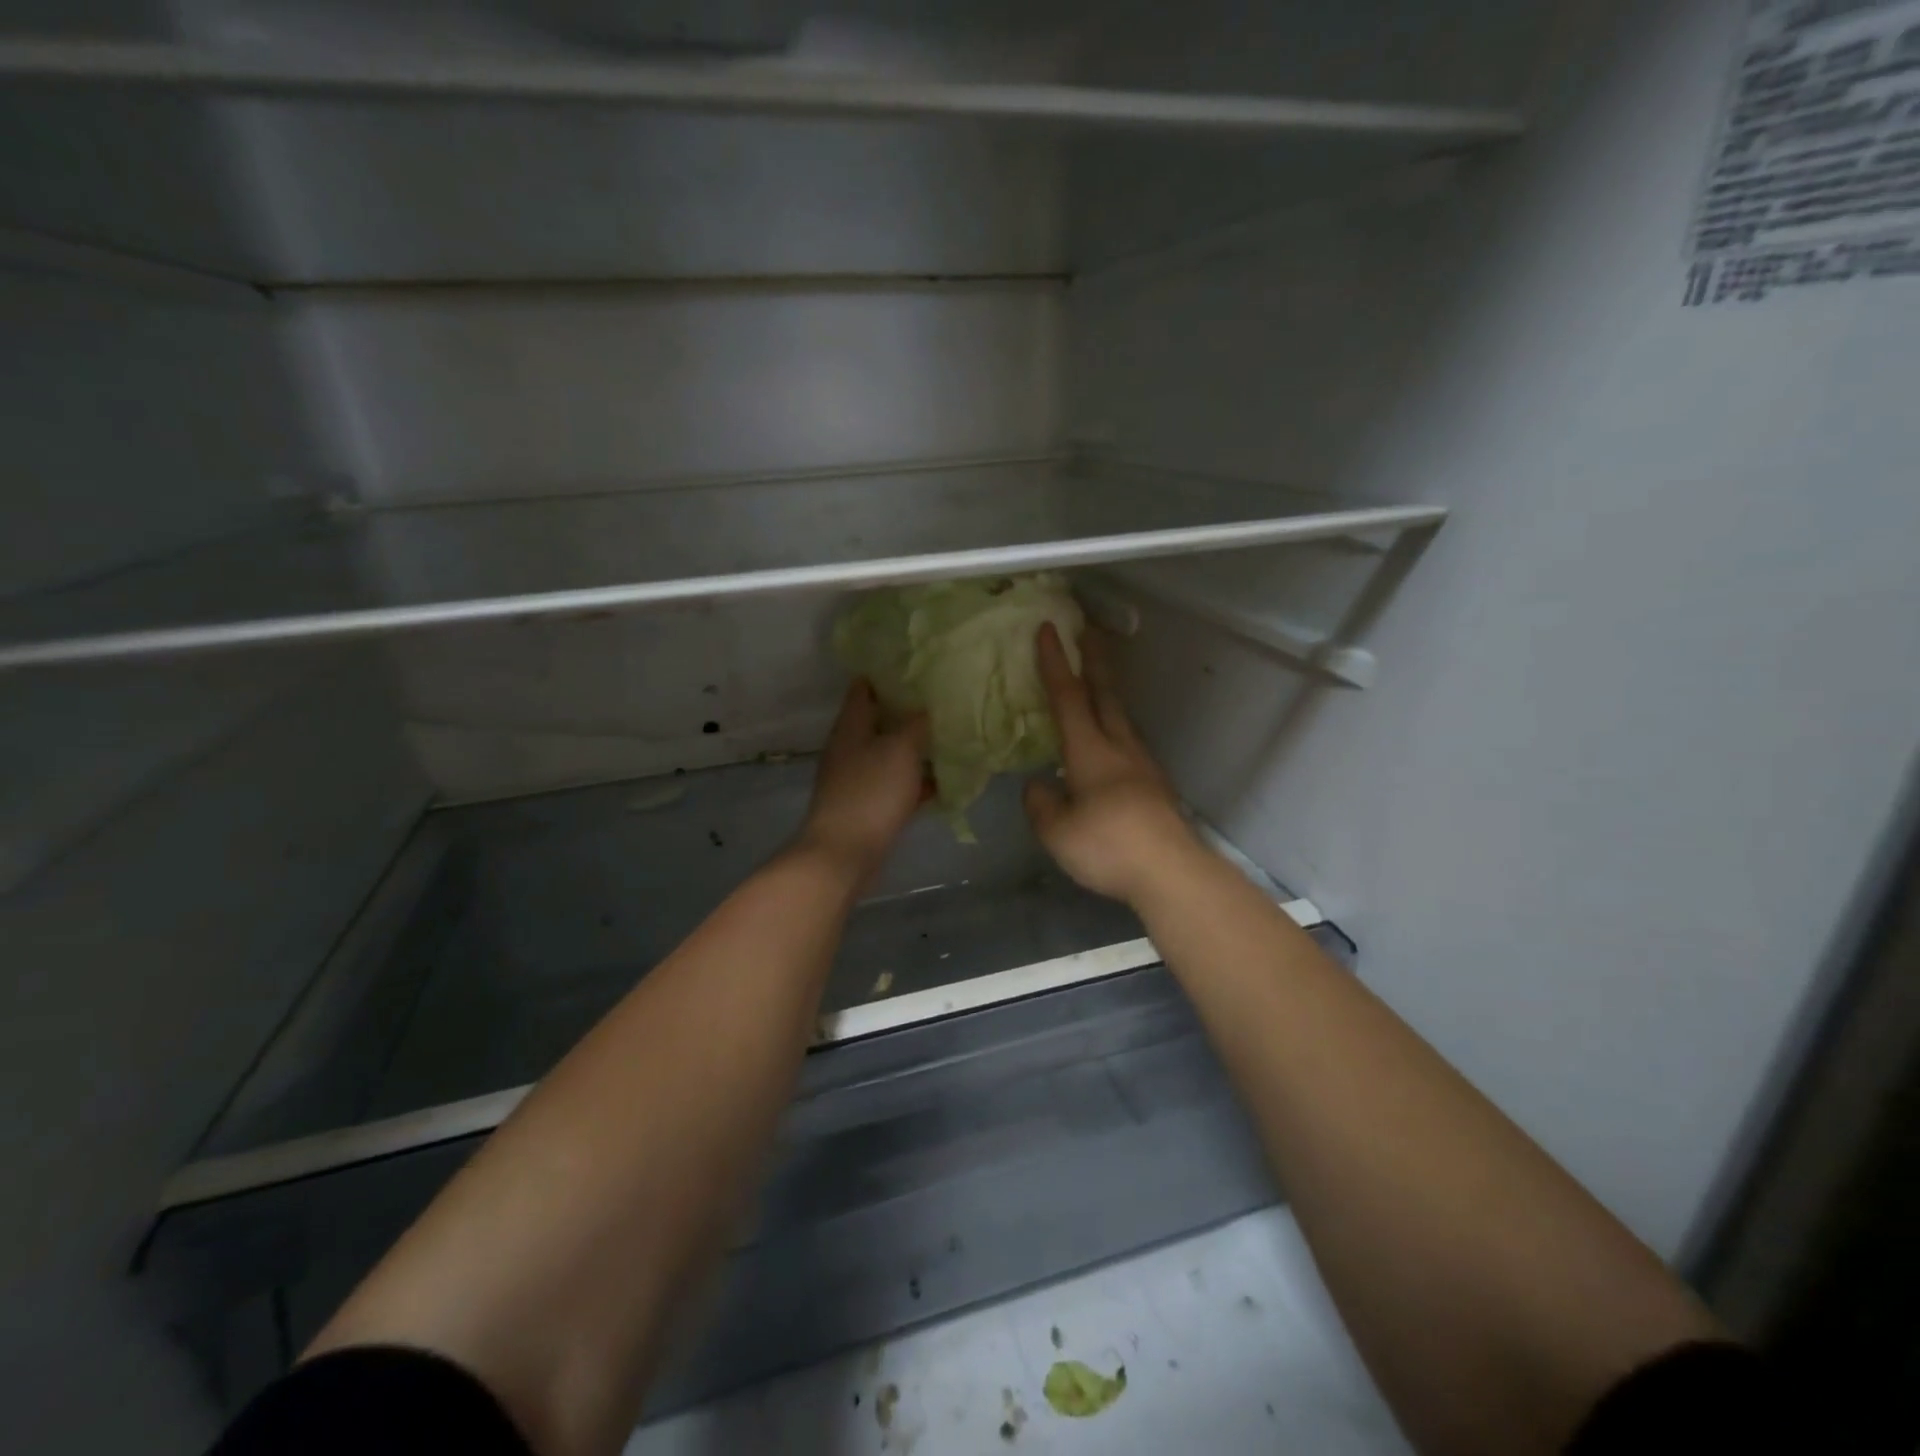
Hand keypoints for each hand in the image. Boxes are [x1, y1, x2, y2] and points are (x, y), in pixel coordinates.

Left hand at [797, 679, 929, 882]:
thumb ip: (915, 724)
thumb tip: (926, 707)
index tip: (916, 665)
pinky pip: (896, 785)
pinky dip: (916, 781)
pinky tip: (943, 780)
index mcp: (851, 727)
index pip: (864, 688)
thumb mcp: (900, 749)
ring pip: (891, 754)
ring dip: (916, 748)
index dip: (886, 674)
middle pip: (880, 721)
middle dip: (908, 711)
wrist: (844, 854)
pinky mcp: (869, 807)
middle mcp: (850, 748)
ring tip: (950, 736)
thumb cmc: (870, 792)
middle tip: (943, 700)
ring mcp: (858, 779)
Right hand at [1025, 622, 1198, 904]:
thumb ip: (1041, 804)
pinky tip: (1110, 746)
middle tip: (1088, 630)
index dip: (1055, 663)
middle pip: (1105, 694)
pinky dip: (1115, 728)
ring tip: (1097, 685)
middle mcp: (1119, 748)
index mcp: (1089, 752)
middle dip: (1093, 660)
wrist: (1171, 872)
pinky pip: (1129, 744)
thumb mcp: (1056, 832)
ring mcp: (1143, 766)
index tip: (1048, 629)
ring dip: (1108, 693)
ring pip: (1122, 718)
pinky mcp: (1156, 786)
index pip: (1068, 697)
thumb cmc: (1107, 846)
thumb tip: (1037, 786)